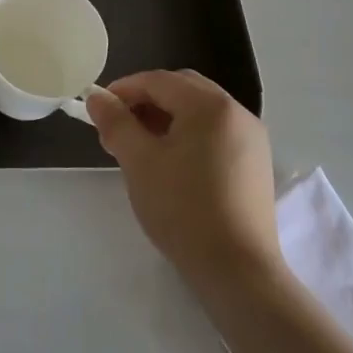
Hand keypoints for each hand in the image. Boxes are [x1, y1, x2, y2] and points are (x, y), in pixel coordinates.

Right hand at [87, 70, 280, 290]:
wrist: (237, 271)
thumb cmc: (183, 209)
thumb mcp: (139, 161)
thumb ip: (116, 122)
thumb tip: (97, 98)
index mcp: (210, 105)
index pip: (158, 80)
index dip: (123, 90)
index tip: (98, 111)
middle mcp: (236, 112)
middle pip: (181, 89)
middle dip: (145, 101)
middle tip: (117, 127)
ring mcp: (251, 138)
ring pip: (198, 111)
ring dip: (165, 118)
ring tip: (139, 147)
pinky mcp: (255, 163)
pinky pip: (214, 132)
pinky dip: (187, 134)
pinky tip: (170, 162)